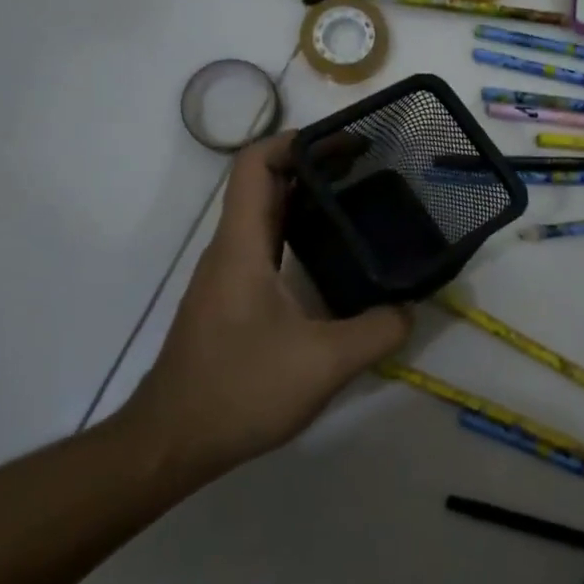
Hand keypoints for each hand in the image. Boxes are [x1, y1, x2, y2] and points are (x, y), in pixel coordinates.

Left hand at [124, 133, 411, 480]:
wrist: (171, 442)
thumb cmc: (239, 391)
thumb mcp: (323, 363)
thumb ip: (377, 331)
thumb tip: (411, 309)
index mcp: (242, 247)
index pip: (255, 165)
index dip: (296, 140)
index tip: (345, 142)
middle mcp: (230, 250)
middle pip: (264, 184)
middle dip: (314, 165)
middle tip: (368, 166)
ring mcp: (228, 276)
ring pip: (266, 216)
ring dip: (307, 199)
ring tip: (359, 201)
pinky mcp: (232, 300)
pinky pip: (267, 247)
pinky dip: (300, 233)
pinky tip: (334, 256)